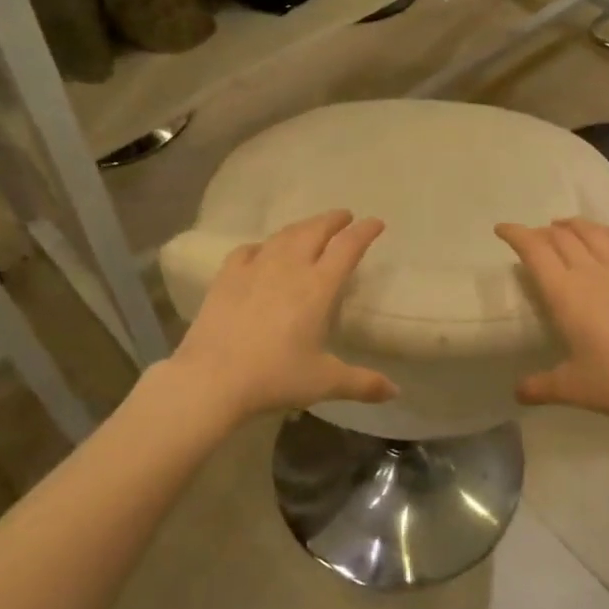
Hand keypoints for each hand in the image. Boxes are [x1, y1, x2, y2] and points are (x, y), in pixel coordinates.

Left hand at [168, 211, 396, 422]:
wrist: (212, 378)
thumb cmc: (275, 377)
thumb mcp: (324, 382)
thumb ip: (362, 383)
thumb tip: (396, 391)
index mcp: (318, 287)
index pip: (347, 247)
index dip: (364, 232)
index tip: (375, 222)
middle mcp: (289, 268)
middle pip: (315, 231)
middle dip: (333, 220)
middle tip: (344, 216)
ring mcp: (255, 268)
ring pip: (283, 235)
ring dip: (302, 226)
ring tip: (310, 228)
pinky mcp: (227, 276)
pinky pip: (249, 250)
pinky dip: (263, 245)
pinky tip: (262, 251)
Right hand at [496, 217, 608, 424]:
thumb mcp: (572, 388)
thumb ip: (540, 386)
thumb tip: (516, 392)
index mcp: (565, 294)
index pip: (534, 251)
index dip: (516, 235)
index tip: (502, 229)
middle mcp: (591, 271)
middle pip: (561, 238)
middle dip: (542, 232)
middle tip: (533, 238)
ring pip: (593, 233)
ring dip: (573, 225)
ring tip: (563, 226)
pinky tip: (605, 233)